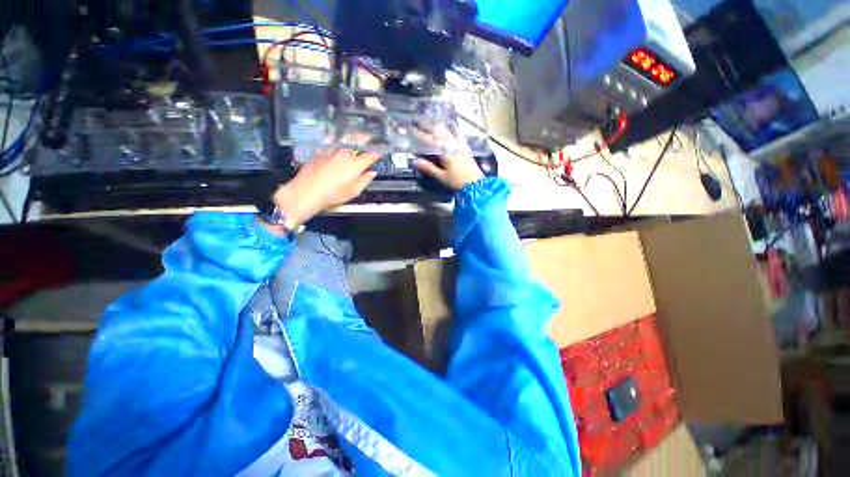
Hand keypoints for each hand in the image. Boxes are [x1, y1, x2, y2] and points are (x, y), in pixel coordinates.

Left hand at [272, 136, 380, 225]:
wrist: (307, 191)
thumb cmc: (334, 194)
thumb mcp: (354, 191)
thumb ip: (365, 180)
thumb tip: (372, 173)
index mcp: (356, 164)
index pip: (369, 156)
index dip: (375, 155)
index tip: (379, 155)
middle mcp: (344, 155)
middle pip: (356, 150)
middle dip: (362, 151)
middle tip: (366, 153)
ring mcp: (330, 153)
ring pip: (344, 149)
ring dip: (349, 151)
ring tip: (351, 154)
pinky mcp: (319, 155)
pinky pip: (331, 151)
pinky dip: (336, 153)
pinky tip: (334, 157)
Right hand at [412, 126, 483, 190]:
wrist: (475, 183)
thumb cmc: (457, 181)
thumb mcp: (441, 176)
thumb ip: (428, 167)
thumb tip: (413, 160)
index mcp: (443, 150)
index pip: (427, 138)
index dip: (416, 133)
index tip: (406, 126)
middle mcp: (450, 142)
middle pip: (435, 129)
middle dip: (424, 124)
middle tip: (414, 120)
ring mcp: (458, 142)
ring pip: (444, 129)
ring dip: (434, 125)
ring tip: (426, 122)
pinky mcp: (463, 145)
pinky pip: (452, 132)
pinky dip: (444, 129)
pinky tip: (442, 129)